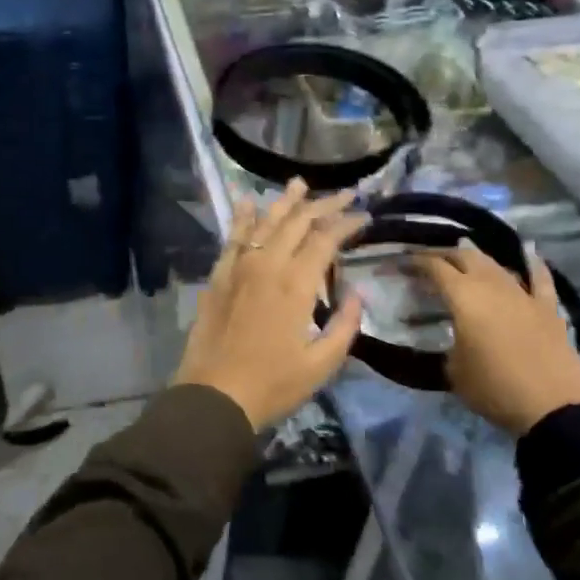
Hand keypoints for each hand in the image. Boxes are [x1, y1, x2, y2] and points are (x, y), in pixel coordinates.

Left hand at [174, 180, 366, 430]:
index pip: (326, 239)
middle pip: (298, 222)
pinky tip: (247, 202)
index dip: (347, 223)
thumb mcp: (322, 363)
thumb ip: (345, 324)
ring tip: (299, 183)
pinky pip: (233, 237)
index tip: (364, 216)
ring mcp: (239, 267)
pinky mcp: (218, 276)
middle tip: (344, 194)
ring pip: (265, 221)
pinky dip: (242, 217)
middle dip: (324, 204)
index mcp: (296, 284)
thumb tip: (357, 292)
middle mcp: (267, 264)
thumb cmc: (273, 384)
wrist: (214, 396)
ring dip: (285, 201)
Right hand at [417, 241, 579, 435]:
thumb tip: (453, 337)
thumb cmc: (495, 388)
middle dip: (446, 254)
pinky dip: (533, 264)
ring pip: (497, 264)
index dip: (418, 262)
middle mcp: (491, 285)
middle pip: (466, 256)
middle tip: (432, 262)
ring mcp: (523, 294)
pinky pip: (540, 278)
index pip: (435, 267)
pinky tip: (530, 254)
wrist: (554, 406)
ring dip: (478, 259)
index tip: (405, 262)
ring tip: (467, 259)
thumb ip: (449, 344)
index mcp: (463, 296)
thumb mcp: (454, 370)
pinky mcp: (548, 308)